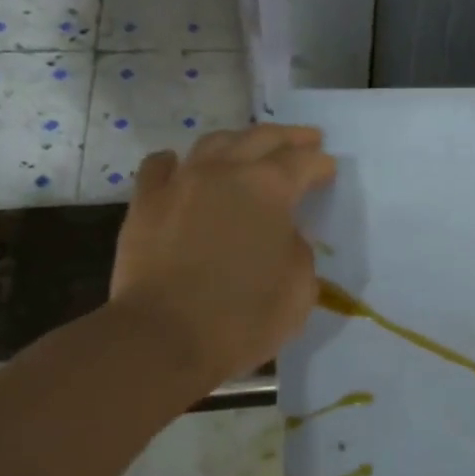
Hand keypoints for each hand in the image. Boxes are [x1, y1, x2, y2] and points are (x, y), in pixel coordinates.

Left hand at [109, 124, 336, 379]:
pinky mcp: (145, 203)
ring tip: (250, 148)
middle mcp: (226, 171)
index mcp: (270, 187)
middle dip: (289, 137)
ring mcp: (181, 182)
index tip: (329, 170)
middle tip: (307, 139)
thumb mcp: (300, 286)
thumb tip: (284, 236)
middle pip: (262, 138)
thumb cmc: (244, 316)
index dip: (321, 164)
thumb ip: (298, 249)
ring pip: (213, 142)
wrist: (163, 338)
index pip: (304, 162)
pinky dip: (176, 162)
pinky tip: (182, 166)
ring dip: (239, 141)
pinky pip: (160, 166)